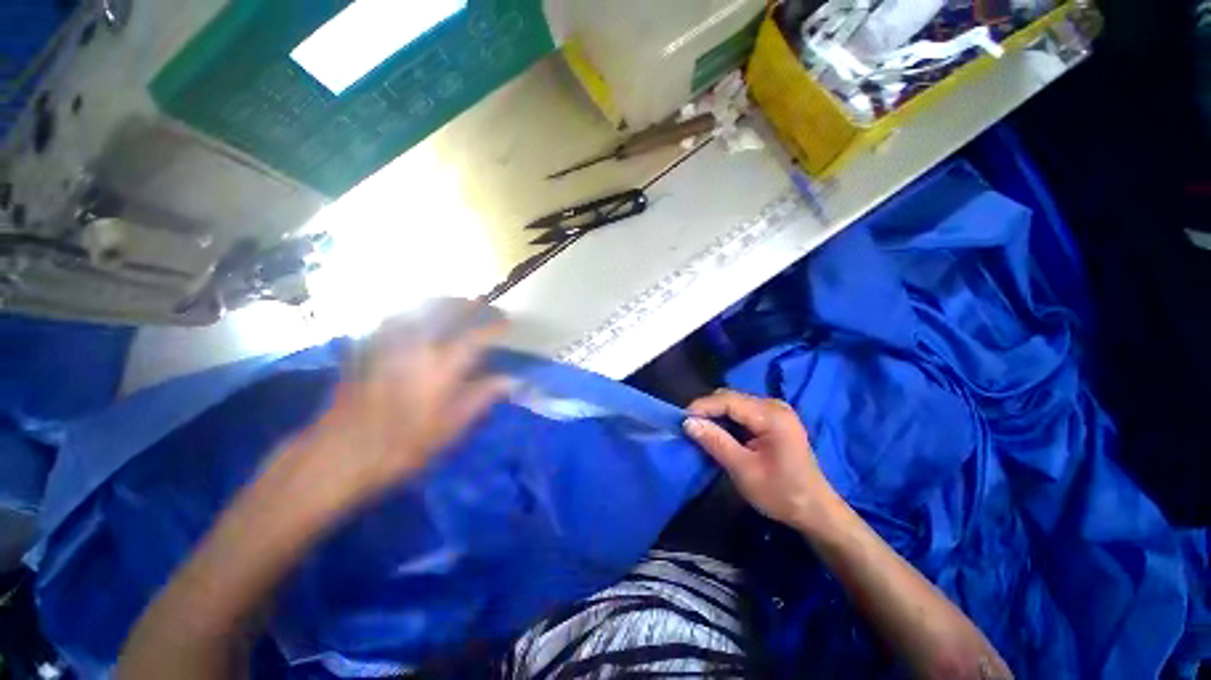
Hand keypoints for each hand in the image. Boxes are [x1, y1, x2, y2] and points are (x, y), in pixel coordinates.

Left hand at [273, 313, 511, 517]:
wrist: (336, 455)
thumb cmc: (398, 447)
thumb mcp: (448, 430)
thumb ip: (480, 398)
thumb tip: (509, 381)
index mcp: (439, 368)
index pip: (475, 336)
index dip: (494, 325)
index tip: (508, 322)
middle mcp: (414, 347)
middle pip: (444, 310)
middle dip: (469, 303)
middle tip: (484, 306)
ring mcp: (387, 344)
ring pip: (417, 308)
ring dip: (441, 301)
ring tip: (456, 304)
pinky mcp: (366, 349)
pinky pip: (392, 318)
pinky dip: (412, 310)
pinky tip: (417, 316)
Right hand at [684, 389, 838, 530]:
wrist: (815, 510)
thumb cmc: (781, 494)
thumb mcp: (743, 470)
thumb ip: (715, 442)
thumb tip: (687, 422)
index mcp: (772, 416)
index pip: (728, 400)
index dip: (702, 406)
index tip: (681, 419)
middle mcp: (774, 405)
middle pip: (731, 397)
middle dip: (707, 410)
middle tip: (689, 427)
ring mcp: (776, 410)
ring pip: (735, 402)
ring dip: (716, 414)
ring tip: (700, 431)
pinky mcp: (775, 418)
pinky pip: (743, 411)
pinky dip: (728, 419)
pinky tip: (720, 433)